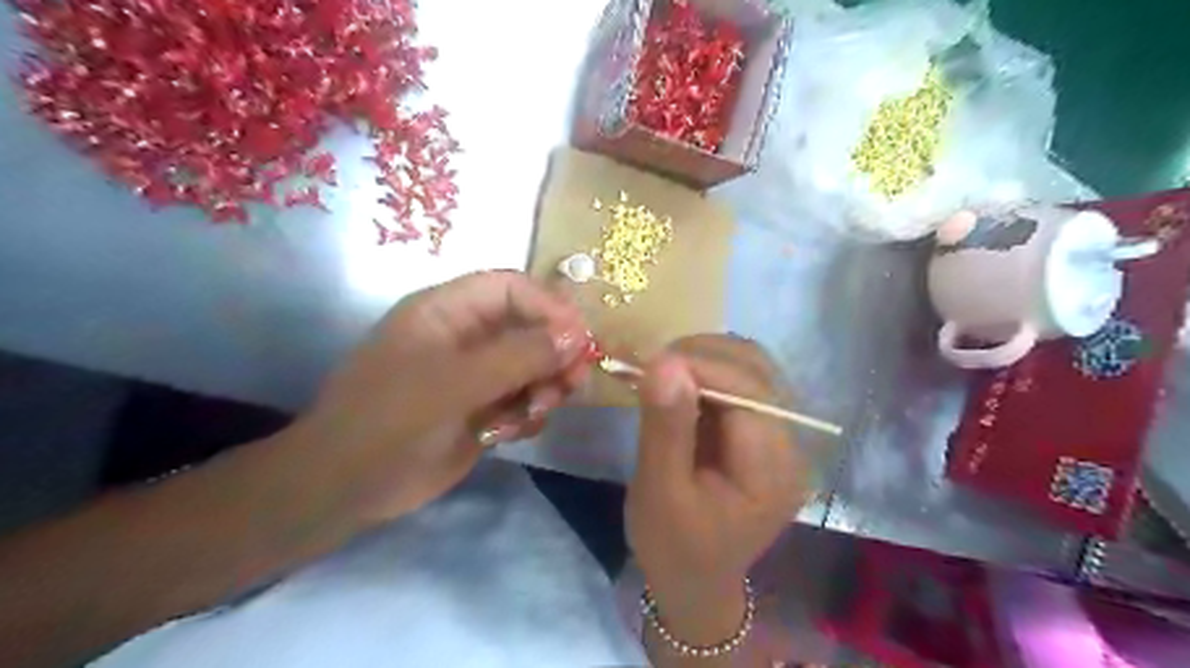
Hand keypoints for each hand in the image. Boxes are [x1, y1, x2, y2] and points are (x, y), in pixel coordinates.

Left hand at [281, 272, 589, 526]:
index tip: (580, 339)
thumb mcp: (455, 383)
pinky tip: (510, 433)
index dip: (548, 306)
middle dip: (554, 354)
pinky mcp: (483, 408)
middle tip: (572, 382)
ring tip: (536, 411)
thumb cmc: (391, 420)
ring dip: (544, 387)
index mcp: (447, 311)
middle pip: (530, 328)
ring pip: (533, 366)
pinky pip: (524, 400)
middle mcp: (466, 337)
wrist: (348, 488)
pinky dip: (528, 414)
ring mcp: (476, 375)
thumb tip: (577, 336)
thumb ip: (518, 356)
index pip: (511, 289)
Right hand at [624, 336, 807, 642]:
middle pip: (757, 370)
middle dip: (703, 356)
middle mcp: (790, 445)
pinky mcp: (763, 431)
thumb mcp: (660, 492)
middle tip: (653, 366)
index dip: (703, 365)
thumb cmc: (673, 547)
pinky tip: (680, 384)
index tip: (651, 362)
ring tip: (664, 373)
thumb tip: (664, 362)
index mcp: (773, 470)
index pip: (750, 392)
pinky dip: (707, 371)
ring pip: (751, 367)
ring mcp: (781, 436)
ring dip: (705, 358)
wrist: (694, 581)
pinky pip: (741, 381)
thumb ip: (666, 426)